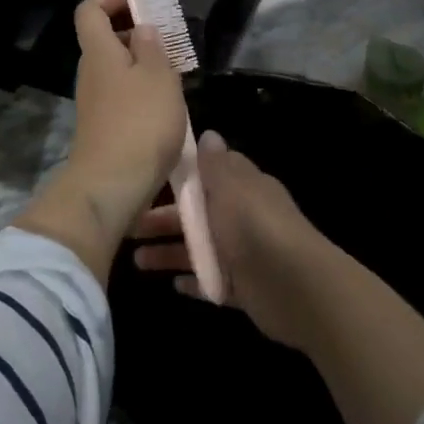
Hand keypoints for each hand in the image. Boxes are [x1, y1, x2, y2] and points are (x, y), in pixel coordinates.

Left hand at [15, 0, 187, 278]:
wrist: (112, 185)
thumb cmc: (140, 123)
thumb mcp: (159, 77)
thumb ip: (152, 47)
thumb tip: (141, 29)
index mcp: (99, 51)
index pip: (90, 10)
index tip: (139, 3)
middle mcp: (90, 72)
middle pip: (103, 39)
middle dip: (133, 32)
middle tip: (167, 41)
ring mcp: (93, 102)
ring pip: (114, 69)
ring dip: (141, 65)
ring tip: (173, 75)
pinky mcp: (101, 127)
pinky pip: (119, 95)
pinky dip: (139, 91)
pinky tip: (164, 107)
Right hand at [131, 132, 340, 348]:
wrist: (294, 286)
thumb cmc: (255, 226)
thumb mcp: (231, 185)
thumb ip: (215, 163)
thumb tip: (208, 134)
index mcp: (242, 187)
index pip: (209, 174)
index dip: (180, 176)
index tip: (146, 178)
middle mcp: (241, 217)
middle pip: (197, 214)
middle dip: (163, 218)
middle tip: (129, 225)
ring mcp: (242, 255)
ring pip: (199, 249)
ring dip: (169, 252)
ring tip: (136, 260)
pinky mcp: (242, 289)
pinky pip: (212, 282)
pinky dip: (194, 280)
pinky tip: (172, 285)